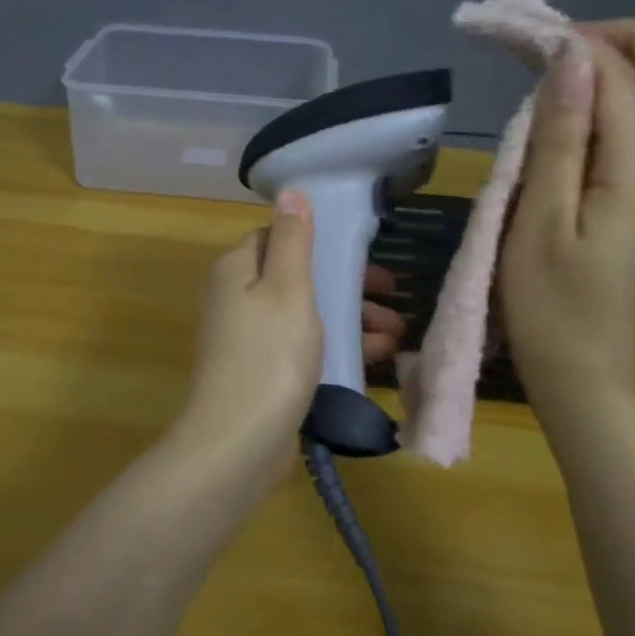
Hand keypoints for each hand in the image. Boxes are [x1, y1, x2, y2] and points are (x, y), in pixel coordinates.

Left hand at [174, 193, 406, 489]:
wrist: (238, 444)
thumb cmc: (269, 356)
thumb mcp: (288, 288)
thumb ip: (293, 240)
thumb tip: (290, 191)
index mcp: (237, 270)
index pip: (277, 237)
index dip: (318, 240)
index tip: (360, 250)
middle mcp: (237, 299)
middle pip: (297, 278)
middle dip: (346, 284)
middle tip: (391, 292)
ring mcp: (249, 339)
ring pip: (306, 315)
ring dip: (350, 318)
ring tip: (396, 332)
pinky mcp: (264, 373)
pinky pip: (304, 348)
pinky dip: (337, 347)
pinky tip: (377, 357)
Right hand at [500, 19, 634, 418]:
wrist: (581, 372)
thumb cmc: (549, 304)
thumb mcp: (541, 218)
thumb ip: (560, 137)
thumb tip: (573, 61)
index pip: (623, 78)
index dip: (578, 44)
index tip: (524, 35)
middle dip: (632, 40)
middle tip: (566, 42)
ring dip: (625, 66)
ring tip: (559, 68)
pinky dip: (617, 99)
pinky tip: (568, 113)